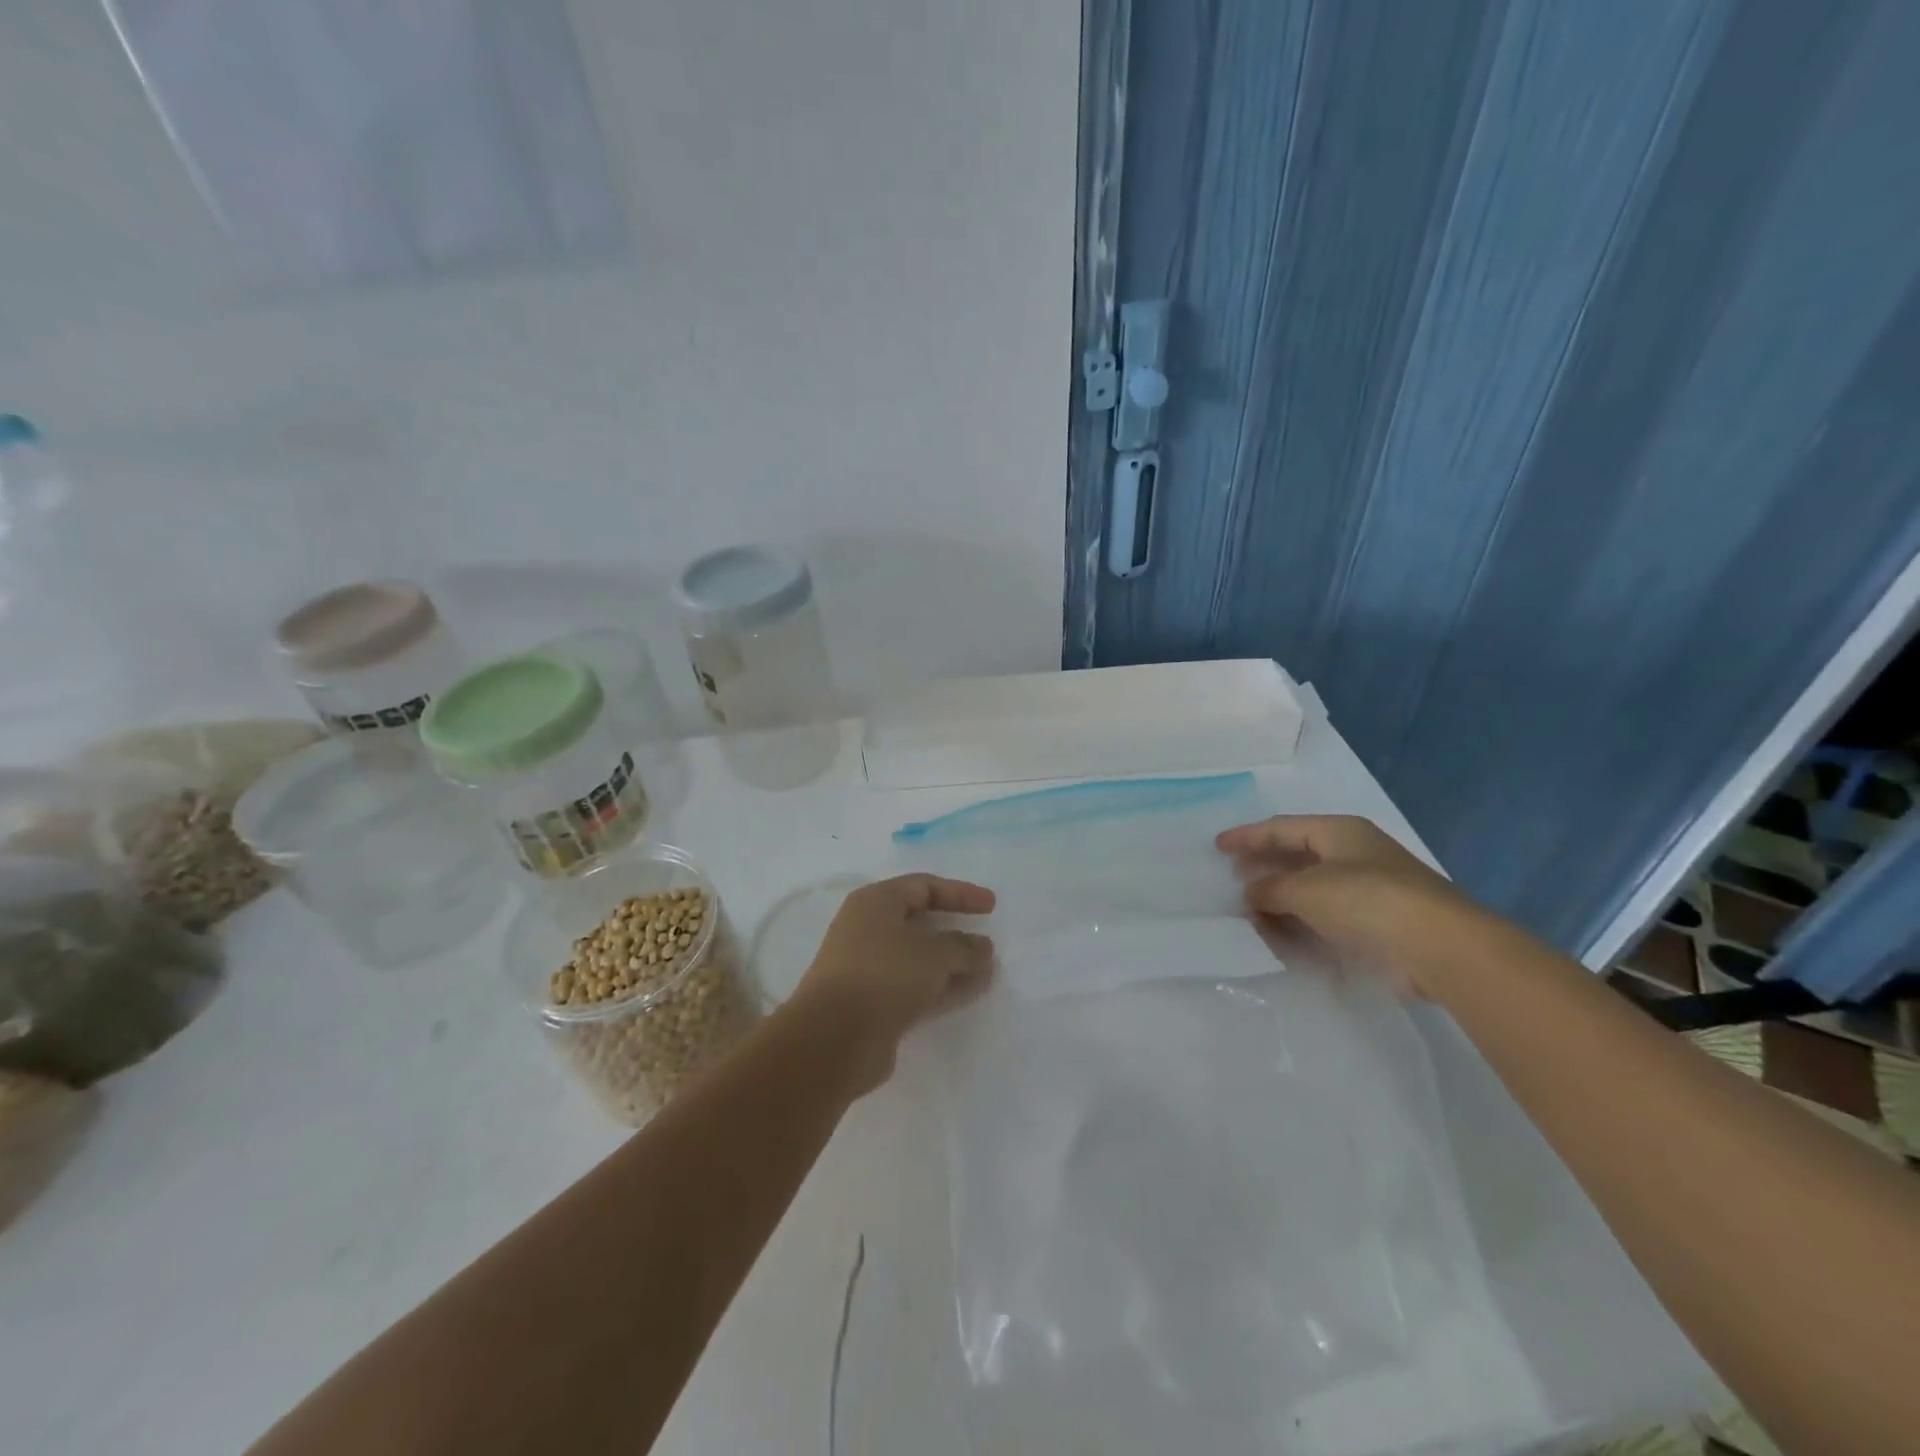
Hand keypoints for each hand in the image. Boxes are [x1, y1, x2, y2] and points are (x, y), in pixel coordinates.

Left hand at [790, 874, 995, 1091]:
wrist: (834, 1039)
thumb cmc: (883, 975)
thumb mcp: (933, 953)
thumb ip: (963, 947)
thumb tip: (982, 947)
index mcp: (875, 903)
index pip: (923, 886)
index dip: (960, 893)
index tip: (991, 906)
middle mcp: (869, 930)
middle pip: (920, 922)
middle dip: (956, 931)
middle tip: (988, 939)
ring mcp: (870, 968)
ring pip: (920, 958)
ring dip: (954, 962)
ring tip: (989, 969)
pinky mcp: (875, 1003)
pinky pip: (916, 986)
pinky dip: (943, 986)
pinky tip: (973, 990)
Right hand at [1215, 815, 1477, 996]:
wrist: (1440, 948)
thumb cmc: (1366, 901)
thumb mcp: (1305, 890)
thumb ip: (1269, 889)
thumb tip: (1249, 894)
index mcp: (1339, 832)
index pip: (1282, 827)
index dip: (1247, 836)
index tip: (1217, 846)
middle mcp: (1354, 855)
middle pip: (1297, 855)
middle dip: (1264, 866)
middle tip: (1234, 878)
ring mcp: (1369, 890)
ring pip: (1312, 889)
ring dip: (1280, 899)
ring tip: (1251, 912)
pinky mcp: (1379, 925)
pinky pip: (1327, 917)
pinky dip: (1302, 923)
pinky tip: (1283, 936)